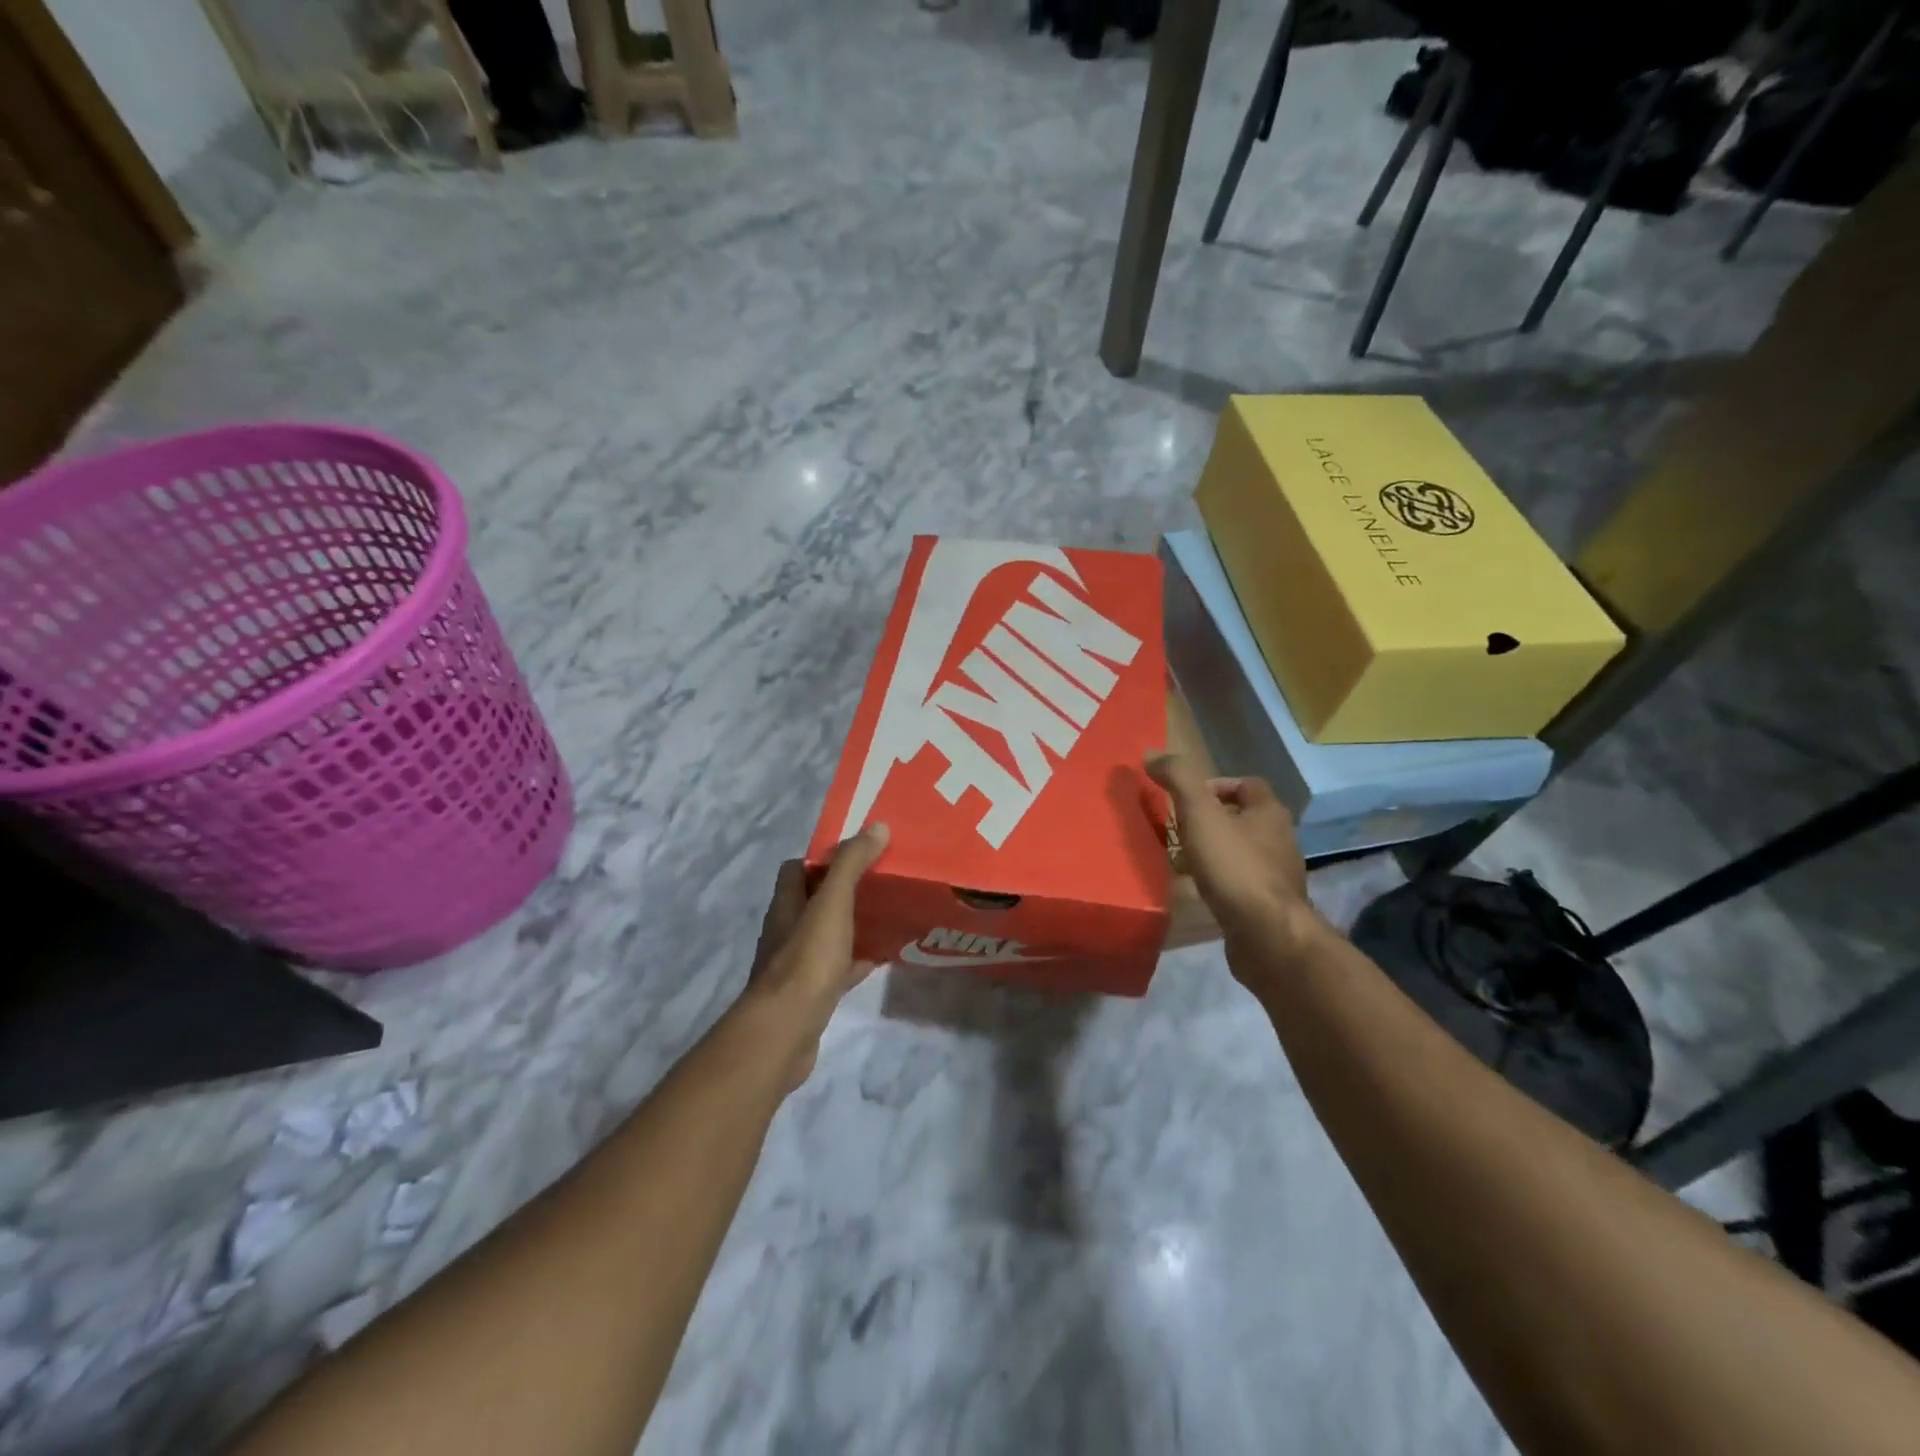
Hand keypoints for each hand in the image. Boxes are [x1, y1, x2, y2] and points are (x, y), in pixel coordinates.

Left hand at [742, 824, 889, 1090]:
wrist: (784, 1032)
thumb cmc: (806, 961)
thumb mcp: (832, 905)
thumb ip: (851, 865)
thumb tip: (877, 827)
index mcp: (786, 904)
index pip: (797, 869)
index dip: (824, 858)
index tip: (859, 852)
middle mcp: (786, 930)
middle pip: (814, 900)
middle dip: (844, 889)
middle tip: (882, 881)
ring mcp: (796, 964)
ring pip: (827, 934)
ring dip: (852, 923)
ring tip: (888, 913)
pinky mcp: (810, 994)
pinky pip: (837, 968)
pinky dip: (857, 959)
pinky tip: (882, 958)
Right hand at [1149, 754, 1310, 944]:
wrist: (1268, 936)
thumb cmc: (1235, 867)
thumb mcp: (1200, 814)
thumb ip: (1178, 779)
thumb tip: (1151, 754)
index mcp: (1269, 812)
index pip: (1246, 784)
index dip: (1215, 785)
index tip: (1185, 798)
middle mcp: (1279, 839)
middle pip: (1242, 818)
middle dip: (1209, 819)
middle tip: (1177, 828)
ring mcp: (1276, 875)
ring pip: (1240, 851)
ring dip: (1213, 851)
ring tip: (1181, 859)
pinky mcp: (1268, 905)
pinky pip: (1239, 882)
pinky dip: (1218, 880)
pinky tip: (1197, 890)